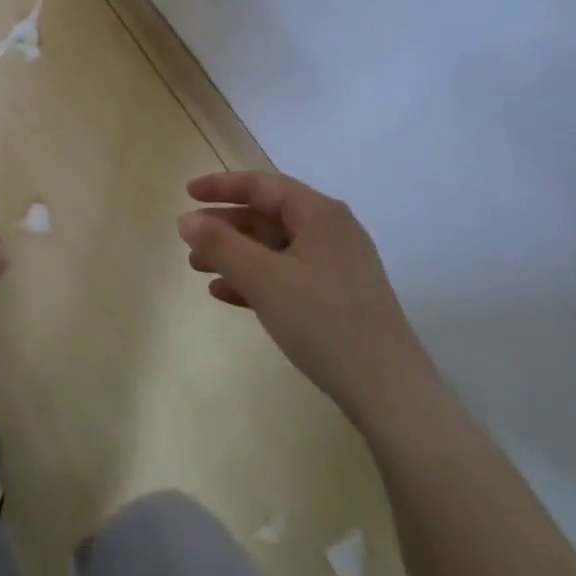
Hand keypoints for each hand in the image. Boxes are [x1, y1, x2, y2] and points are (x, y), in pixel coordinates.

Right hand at [178, 170, 438, 420]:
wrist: (389, 391)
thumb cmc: (323, 320)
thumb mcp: (263, 278)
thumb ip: (221, 244)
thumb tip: (186, 219)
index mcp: (320, 214)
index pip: (263, 185)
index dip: (222, 186)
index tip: (187, 193)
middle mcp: (332, 231)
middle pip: (268, 216)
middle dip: (225, 227)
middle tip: (189, 240)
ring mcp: (338, 266)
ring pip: (275, 248)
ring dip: (235, 255)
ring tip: (198, 268)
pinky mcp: (339, 299)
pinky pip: (288, 276)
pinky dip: (255, 280)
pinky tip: (226, 295)